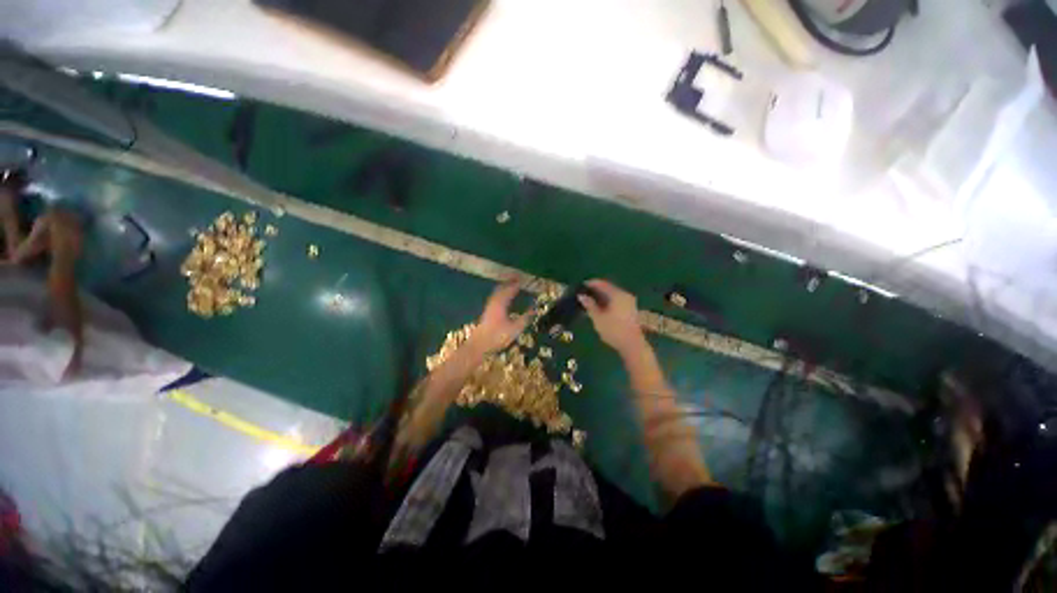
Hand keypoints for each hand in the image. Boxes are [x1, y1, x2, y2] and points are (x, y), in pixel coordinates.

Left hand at [471, 281, 529, 353]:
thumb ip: (525, 318)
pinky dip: (501, 294)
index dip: (517, 284)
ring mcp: (489, 307)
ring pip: (497, 293)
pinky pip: (495, 298)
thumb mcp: (515, 329)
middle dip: (509, 283)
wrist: (479, 346)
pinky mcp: (487, 312)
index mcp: (501, 303)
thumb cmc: (497, 337)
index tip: (523, 279)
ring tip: (511, 286)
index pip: (510, 290)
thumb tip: (534, 309)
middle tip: (517, 279)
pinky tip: (503, 299)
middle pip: (501, 288)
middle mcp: (494, 302)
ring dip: (504, 288)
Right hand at [578, 279, 645, 354]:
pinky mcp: (631, 310)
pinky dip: (608, 302)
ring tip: (589, 302)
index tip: (581, 286)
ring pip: (612, 295)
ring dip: (601, 297)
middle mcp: (625, 295)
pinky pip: (617, 301)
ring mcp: (629, 302)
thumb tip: (581, 296)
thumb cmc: (613, 330)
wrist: (632, 345)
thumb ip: (589, 305)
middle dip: (596, 291)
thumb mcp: (598, 318)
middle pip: (608, 288)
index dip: (591, 284)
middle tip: (584, 294)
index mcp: (617, 294)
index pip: (602, 284)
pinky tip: (600, 308)